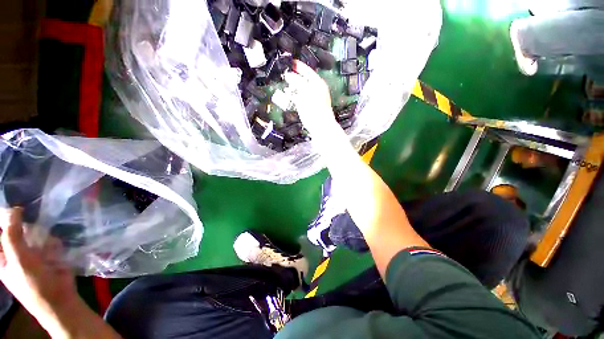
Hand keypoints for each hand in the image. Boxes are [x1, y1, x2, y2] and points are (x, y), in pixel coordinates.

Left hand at [0, 208, 78, 327]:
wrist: (59, 299)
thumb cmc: (34, 283)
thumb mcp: (19, 260)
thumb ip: (12, 235)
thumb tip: (13, 209)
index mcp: (3, 255)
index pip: (0, 231)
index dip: (5, 219)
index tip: (17, 210)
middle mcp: (15, 252)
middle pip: (17, 230)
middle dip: (26, 226)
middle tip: (33, 231)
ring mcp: (32, 253)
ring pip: (35, 234)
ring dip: (41, 236)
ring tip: (46, 248)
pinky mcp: (47, 254)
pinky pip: (48, 240)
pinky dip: (52, 243)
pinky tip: (55, 251)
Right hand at [284, 60, 338, 137]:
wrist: (320, 127)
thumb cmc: (315, 109)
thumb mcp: (306, 93)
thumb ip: (298, 83)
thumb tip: (289, 76)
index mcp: (318, 84)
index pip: (308, 72)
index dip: (299, 67)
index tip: (291, 62)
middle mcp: (316, 90)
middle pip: (304, 80)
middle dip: (294, 77)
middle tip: (285, 74)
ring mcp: (312, 99)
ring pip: (301, 89)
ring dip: (293, 87)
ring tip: (285, 83)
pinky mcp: (308, 107)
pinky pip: (299, 98)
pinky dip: (294, 96)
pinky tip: (288, 95)